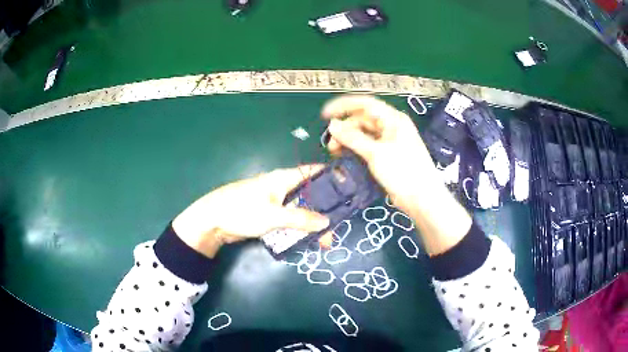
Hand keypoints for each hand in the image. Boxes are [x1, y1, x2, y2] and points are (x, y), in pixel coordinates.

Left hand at [172, 166, 329, 257]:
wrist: (212, 221)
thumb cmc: (241, 211)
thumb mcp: (273, 215)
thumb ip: (301, 218)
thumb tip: (327, 222)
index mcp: (282, 178)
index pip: (312, 172)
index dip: (331, 177)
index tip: (349, 188)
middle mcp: (280, 187)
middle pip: (309, 195)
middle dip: (324, 210)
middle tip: (336, 228)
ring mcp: (274, 201)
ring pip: (300, 209)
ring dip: (312, 223)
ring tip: (324, 240)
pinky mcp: (267, 214)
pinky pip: (289, 219)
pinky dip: (299, 227)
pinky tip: (307, 239)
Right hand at [322, 95, 440, 214]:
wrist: (421, 199)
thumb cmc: (403, 172)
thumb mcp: (376, 153)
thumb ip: (352, 138)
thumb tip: (332, 125)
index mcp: (393, 119)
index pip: (365, 104)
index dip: (343, 106)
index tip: (325, 114)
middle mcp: (391, 126)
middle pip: (362, 120)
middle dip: (345, 129)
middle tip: (330, 145)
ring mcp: (389, 141)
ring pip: (363, 134)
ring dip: (348, 140)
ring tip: (335, 152)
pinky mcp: (387, 155)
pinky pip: (367, 146)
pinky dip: (355, 149)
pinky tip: (345, 156)